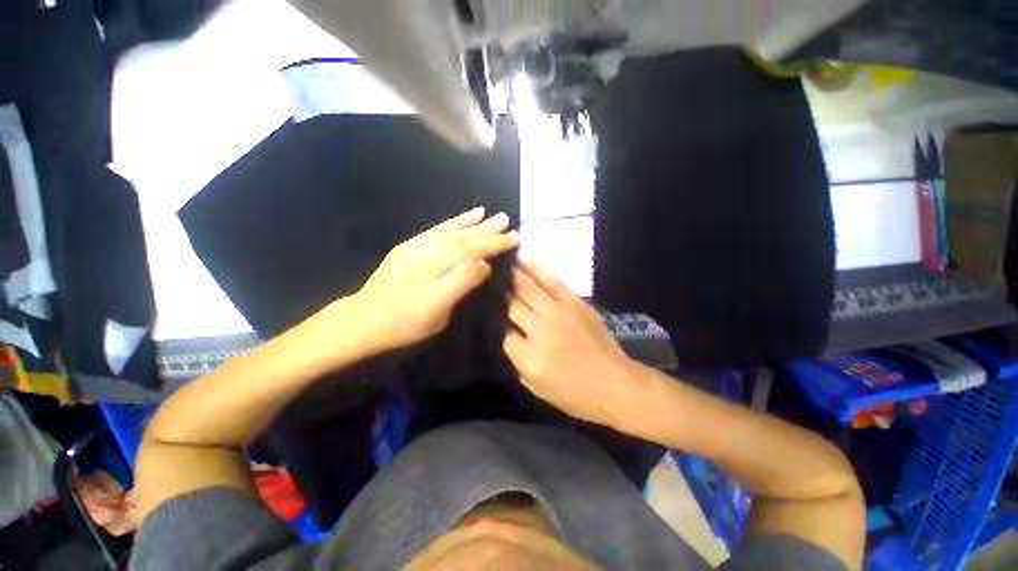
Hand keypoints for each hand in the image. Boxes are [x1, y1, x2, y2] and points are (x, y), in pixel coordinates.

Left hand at [355, 206, 518, 350]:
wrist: (362, 319)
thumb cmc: (404, 323)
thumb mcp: (437, 313)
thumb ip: (461, 284)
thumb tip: (484, 265)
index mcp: (436, 271)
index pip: (472, 253)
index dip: (494, 245)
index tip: (514, 238)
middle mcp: (427, 253)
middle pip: (463, 239)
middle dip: (488, 232)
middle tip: (509, 224)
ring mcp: (416, 247)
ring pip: (451, 232)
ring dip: (474, 223)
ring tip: (492, 215)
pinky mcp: (409, 246)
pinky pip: (435, 229)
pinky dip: (454, 221)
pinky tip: (467, 217)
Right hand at [503, 261, 647, 426]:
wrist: (615, 383)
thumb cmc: (574, 394)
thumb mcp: (536, 388)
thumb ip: (516, 360)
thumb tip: (505, 333)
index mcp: (529, 357)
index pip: (501, 331)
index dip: (492, 320)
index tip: (486, 310)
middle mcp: (540, 330)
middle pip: (511, 304)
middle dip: (498, 292)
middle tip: (487, 279)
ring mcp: (558, 312)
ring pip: (527, 287)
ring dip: (512, 273)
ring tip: (500, 263)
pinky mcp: (574, 302)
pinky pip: (551, 281)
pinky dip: (535, 269)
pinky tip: (523, 261)